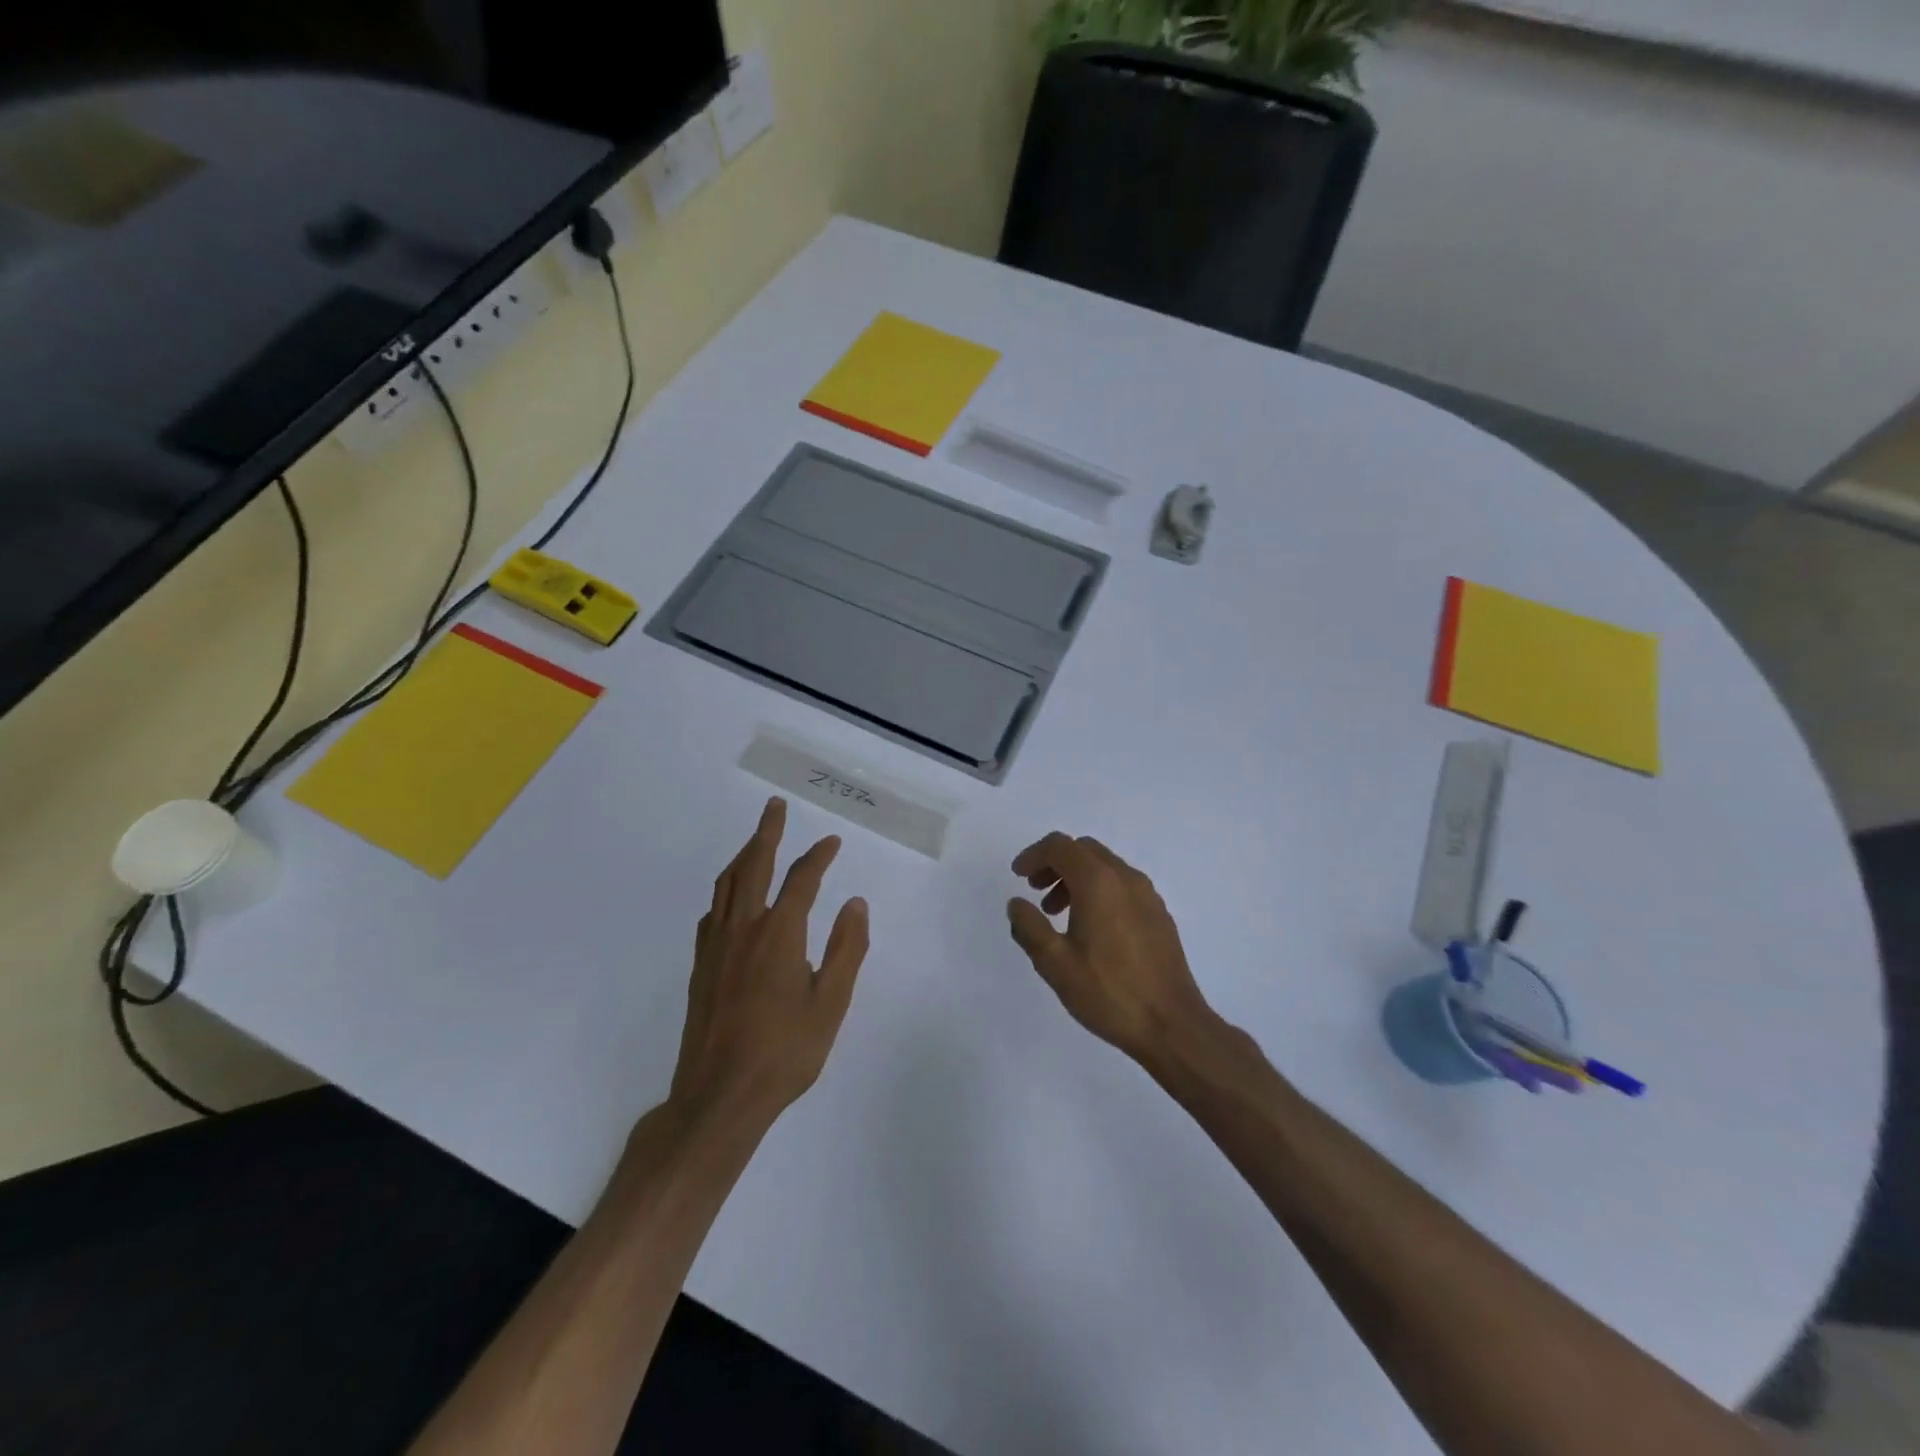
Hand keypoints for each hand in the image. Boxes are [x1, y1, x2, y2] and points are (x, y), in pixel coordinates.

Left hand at [669, 798, 868, 1129]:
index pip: (801, 880)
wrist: (719, 1097)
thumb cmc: (784, 1052)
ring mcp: (716, 948)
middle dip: (766, 833)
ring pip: (726, 886)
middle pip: (753, 867)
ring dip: (742, 857)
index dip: (818, 857)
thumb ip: (847, 949)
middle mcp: (743, 930)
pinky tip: (730, 901)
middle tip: (775, 807)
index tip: (832, 842)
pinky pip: (712, 914)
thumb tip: (856, 903)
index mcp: (778, 934)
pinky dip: (724, 893)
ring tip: (755, 842)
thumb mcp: (830, 1004)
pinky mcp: (700, 968)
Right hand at [1007, 833, 1213, 1062]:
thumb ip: (1029, 927)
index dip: (1033, 855)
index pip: (1060, 846)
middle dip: (1055, 863)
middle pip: (1083, 850)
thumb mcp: (1055, 964)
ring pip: (1104, 866)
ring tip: (1058, 914)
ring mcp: (1147, 894)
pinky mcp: (1159, 913)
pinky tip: (1091, 929)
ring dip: (1076, 878)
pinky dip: (1099, 890)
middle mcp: (1125, 877)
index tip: (1018, 877)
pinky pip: (1122, 885)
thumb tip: (1017, 904)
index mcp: (1098, 882)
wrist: (1172, 1025)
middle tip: (1036, 892)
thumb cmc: (1108, 992)